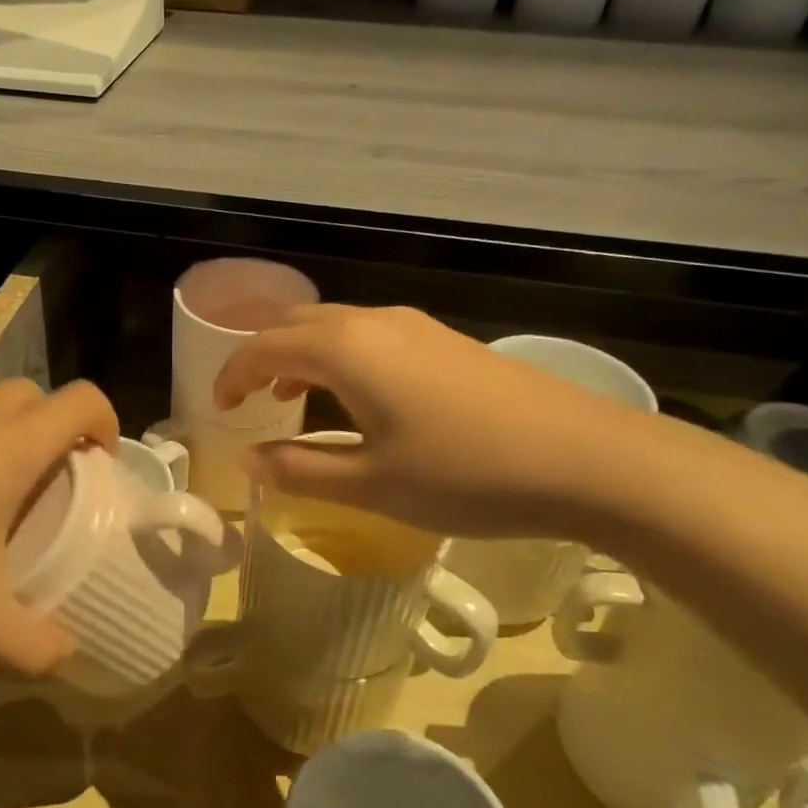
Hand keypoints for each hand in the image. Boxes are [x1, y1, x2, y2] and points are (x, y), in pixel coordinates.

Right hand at [213, 305, 646, 537]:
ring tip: (293, 399)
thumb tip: (251, 462)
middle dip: (263, 356)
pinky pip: (370, 335)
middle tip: (249, 400)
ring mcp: (416, 326)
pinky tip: (356, 397)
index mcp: (346, 350)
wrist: (588, 458)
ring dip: (302, 355)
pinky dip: (339, 357)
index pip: (264, 347)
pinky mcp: (445, 340)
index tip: (219, 409)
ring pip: (336, 326)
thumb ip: (302, 471)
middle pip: (297, 324)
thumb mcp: (373, 485)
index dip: (233, 375)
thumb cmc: (468, 474)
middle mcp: (375, 323)